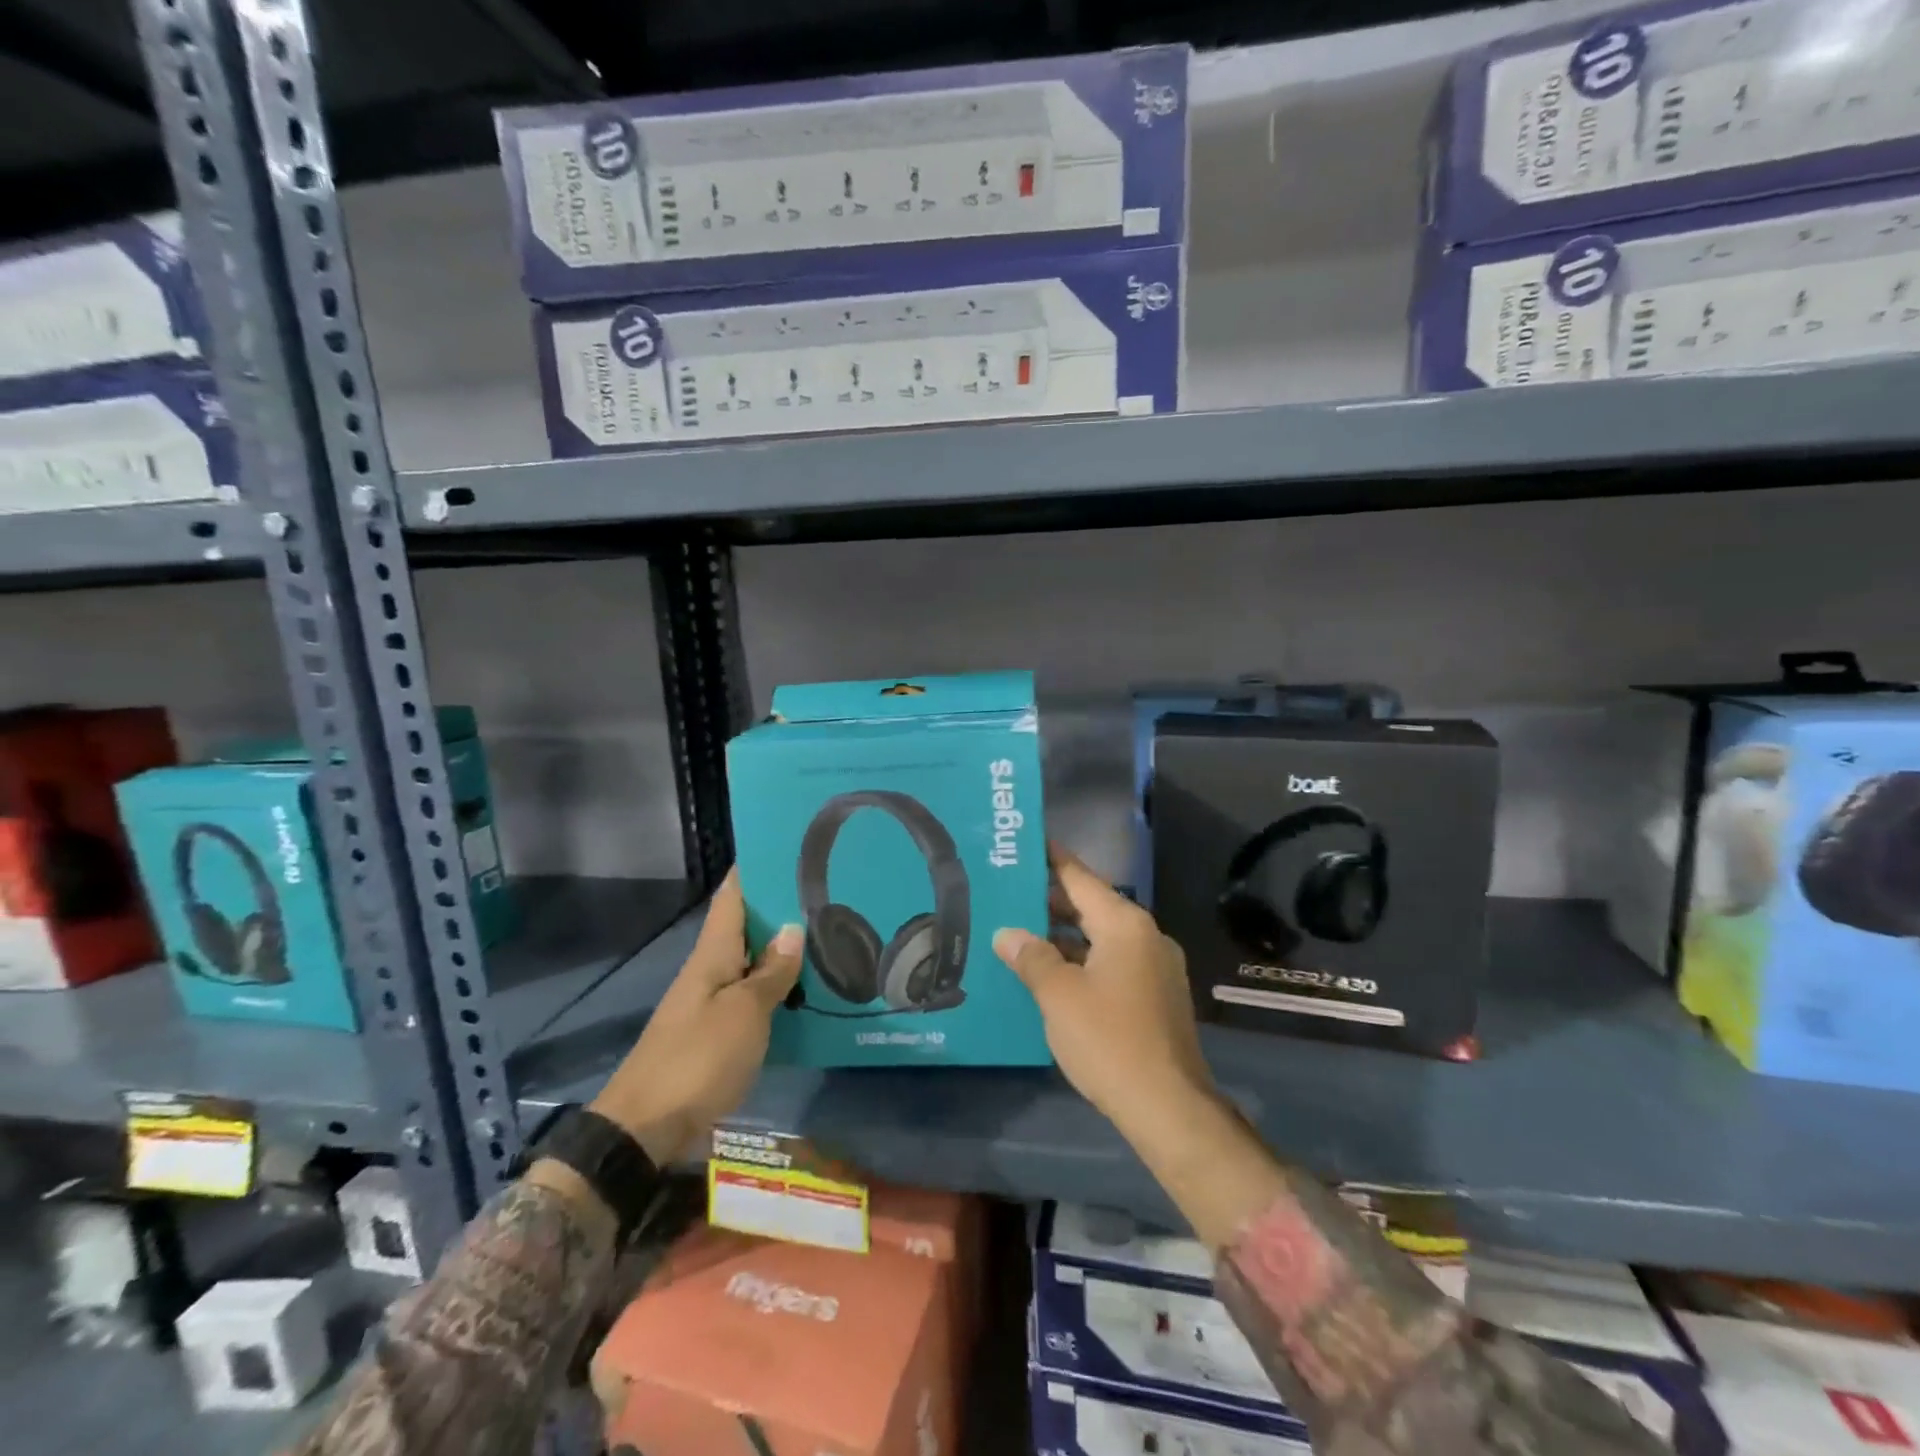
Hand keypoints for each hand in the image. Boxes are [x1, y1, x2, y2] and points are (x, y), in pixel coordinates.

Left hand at [588, 871, 802, 1164]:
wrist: (646, 1128)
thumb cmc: (698, 1059)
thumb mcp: (745, 1013)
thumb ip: (771, 972)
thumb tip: (792, 927)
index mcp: (712, 954)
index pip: (732, 897)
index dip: (754, 869)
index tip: (787, 847)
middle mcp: (710, 971)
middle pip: (746, 927)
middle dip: (781, 908)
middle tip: (828, 893)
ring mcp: (712, 1004)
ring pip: (752, 963)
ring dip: (784, 951)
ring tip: (830, 936)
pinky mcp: (717, 1035)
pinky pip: (753, 998)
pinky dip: (779, 989)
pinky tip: (808, 992)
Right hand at [993, 847, 1218, 1145]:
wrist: (1168, 1106)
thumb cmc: (1109, 1040)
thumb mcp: (1058, 995)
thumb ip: (1031, 957)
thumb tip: (1007, 933)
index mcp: (1125, 924)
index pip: (1080, 878)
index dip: (1051, 860)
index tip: (1024, 844)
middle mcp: (1145, 936)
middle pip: (1091, 906)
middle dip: (1049, 901)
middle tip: (1007, 893)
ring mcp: (1155, 967)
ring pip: (1101, 937)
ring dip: (1063, 936)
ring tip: (1019, 932)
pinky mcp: (1156, 995)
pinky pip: (1112, 962)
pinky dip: (1082, 960)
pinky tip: (1050, 973)